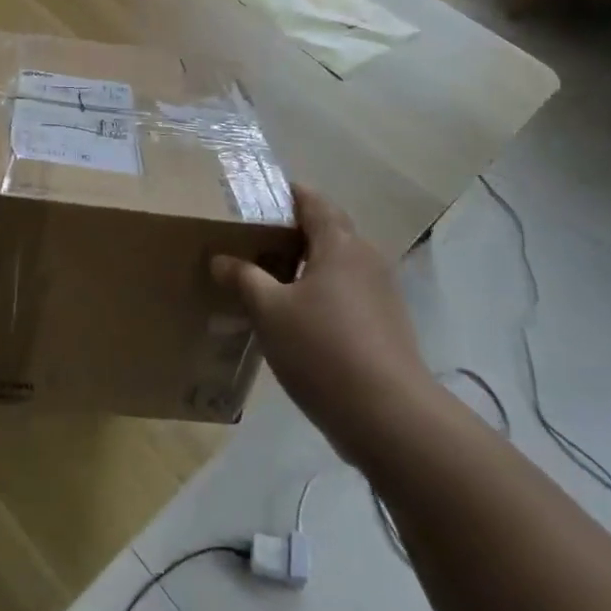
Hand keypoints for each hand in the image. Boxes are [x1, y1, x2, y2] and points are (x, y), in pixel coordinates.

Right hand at [213, 185, 429, 451]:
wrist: (389, 417)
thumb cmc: (323, 349)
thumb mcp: (269, 311)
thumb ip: (244, 278)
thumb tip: (220, 259)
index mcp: (340, 244)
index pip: (313, 202)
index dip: (286, 194)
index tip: (257, 198)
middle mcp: (366, 259)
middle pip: (328, 230)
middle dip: (293, 230)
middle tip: (253, 239)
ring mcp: (381, 294)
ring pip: (337, 264)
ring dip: (307, 264)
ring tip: (269, 277)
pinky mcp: (386, 325)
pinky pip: (347, 293)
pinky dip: (321, 292)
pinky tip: (297, 316)